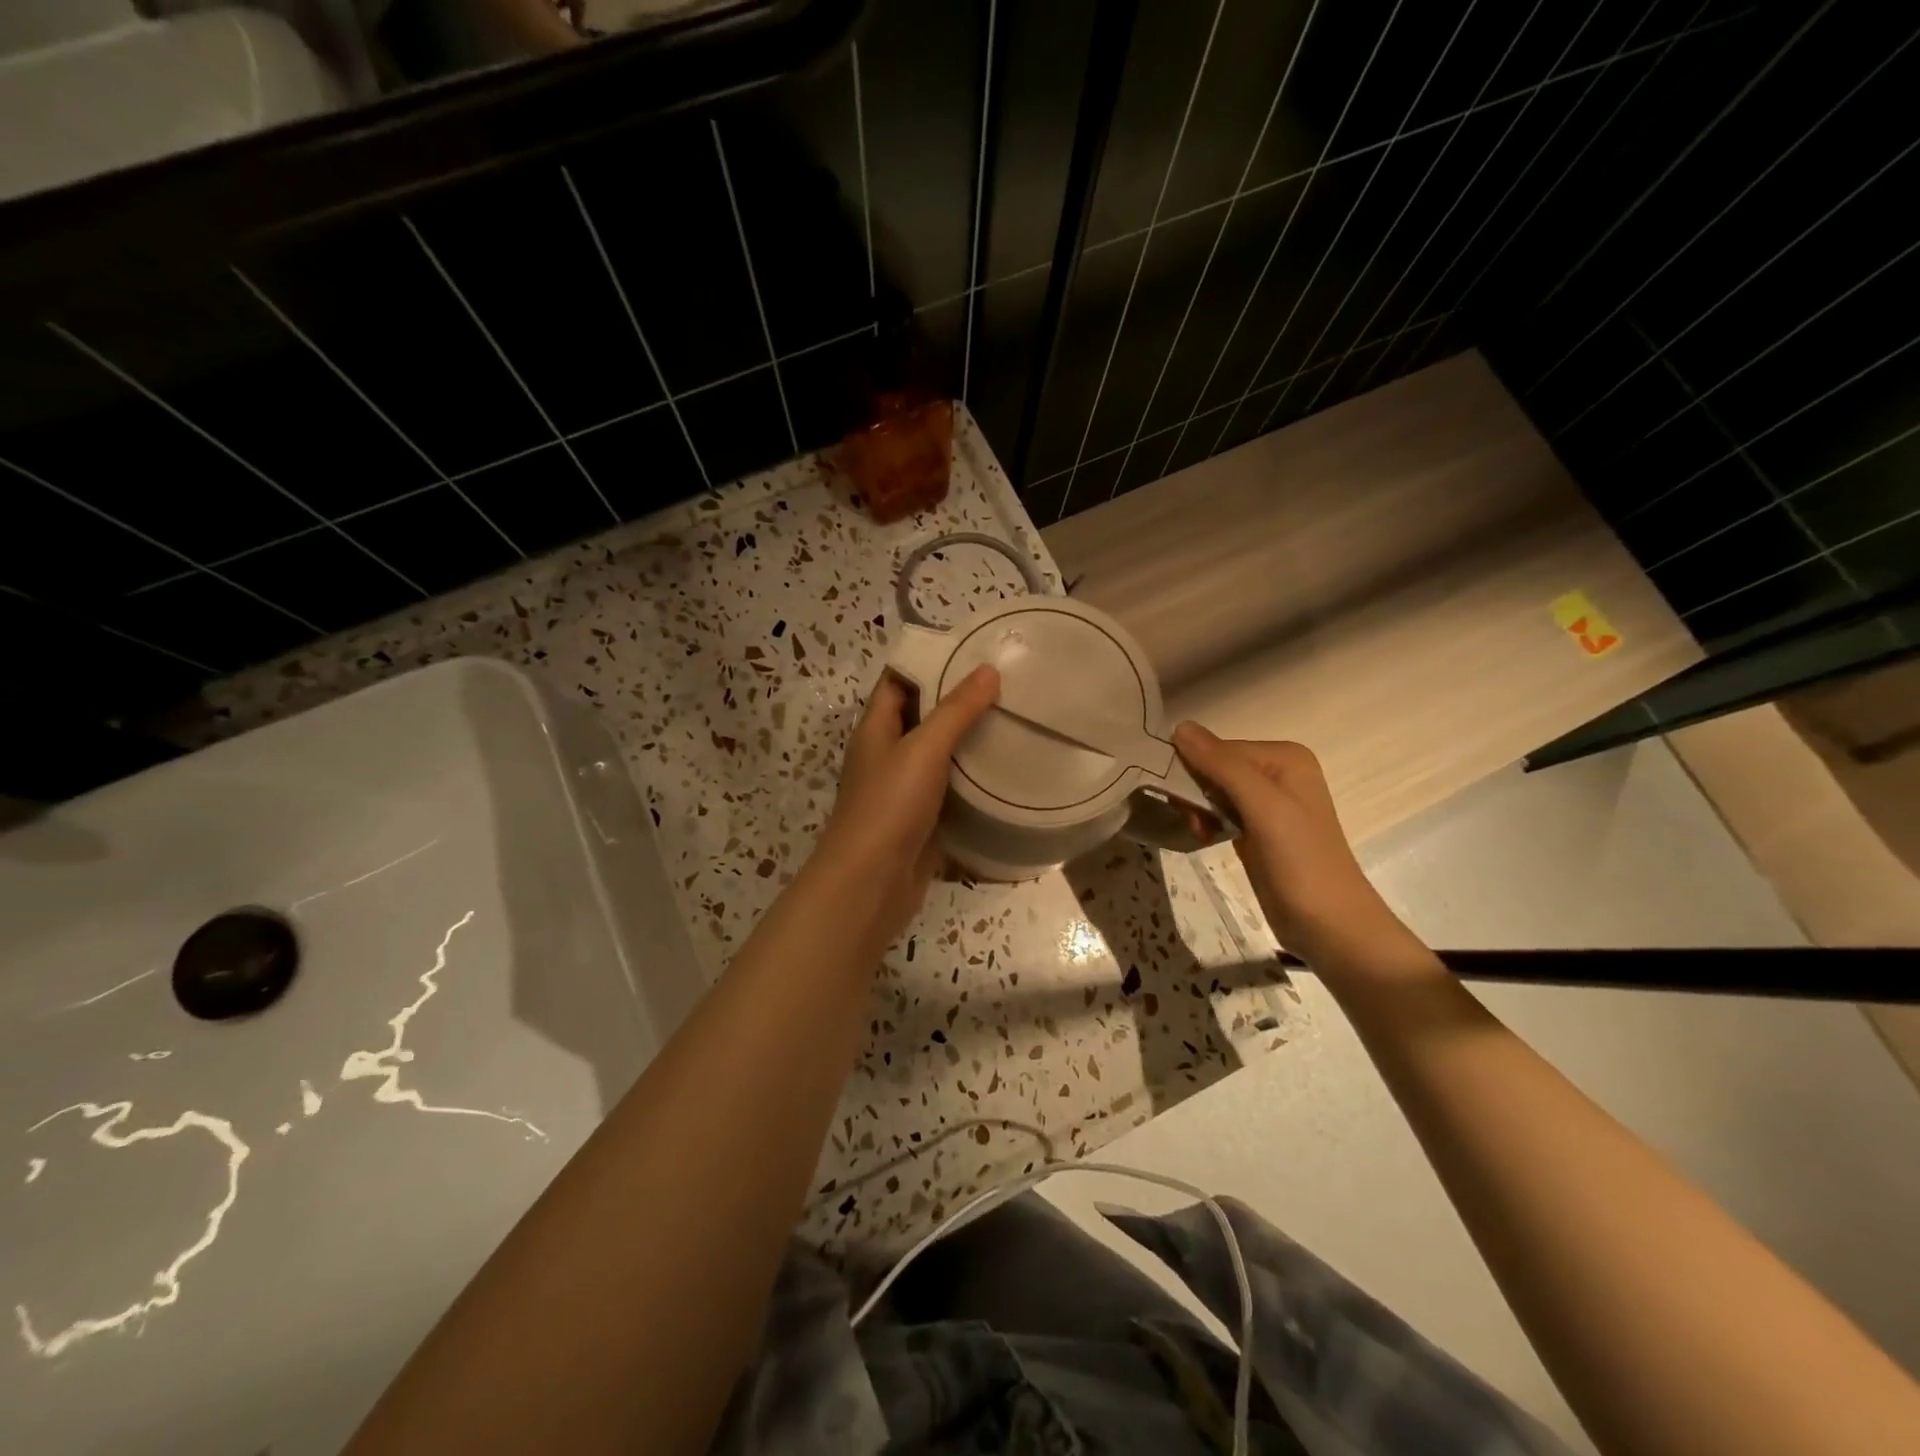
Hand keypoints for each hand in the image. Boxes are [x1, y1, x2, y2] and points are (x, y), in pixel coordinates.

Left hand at [813, 665, 1000, 947]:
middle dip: (958, 700)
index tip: (973, 650)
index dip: (930, 662)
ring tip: (1014, 718)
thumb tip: (988, 670)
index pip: (899, 680)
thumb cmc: (889, 806)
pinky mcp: (923, 819)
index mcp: (876, 728)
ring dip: (968, 739)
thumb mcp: (923, 749)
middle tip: (1006, 684)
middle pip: (922, 715)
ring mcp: (904, 789)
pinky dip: (972, 777)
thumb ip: (956, 710)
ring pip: (939, 753)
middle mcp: (887, 753)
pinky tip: (1006, 769)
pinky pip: (950, 788)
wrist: (871, 884)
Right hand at [1171, 724, 1413, 967]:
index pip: (1219, 748)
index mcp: (1284, 758)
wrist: (1329, 926)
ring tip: (1200, 832)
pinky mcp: (1258, 830)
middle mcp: (1277, 773)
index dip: (1195, 769)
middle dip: (1196, 791)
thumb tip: (1180, 726)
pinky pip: (1220, 812)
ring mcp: (1269, 803)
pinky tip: (1205, 837)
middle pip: (1215, 767)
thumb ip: (1222, 765)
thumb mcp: (1262, 807)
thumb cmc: (1300, 861)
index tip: (1180, 799)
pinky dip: (1207, 822)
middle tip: (1192, 819)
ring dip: (1198, 809)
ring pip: (1214, 791)